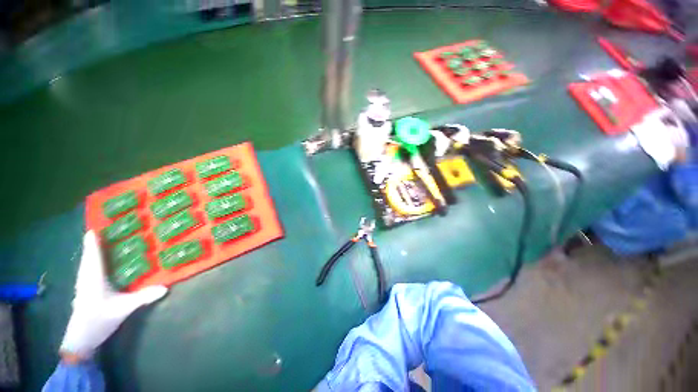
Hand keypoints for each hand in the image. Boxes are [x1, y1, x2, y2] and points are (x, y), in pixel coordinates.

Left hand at [60, 231, 167, 359]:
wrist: (81, 339)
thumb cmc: (99, 319)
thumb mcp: (123, 309)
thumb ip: (143, 297)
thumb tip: (166, 287)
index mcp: (94, 277)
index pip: (93, 255)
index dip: (94, 241)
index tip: (95, 227)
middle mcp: (86, 277)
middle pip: (88, 256)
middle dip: (93, 243)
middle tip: (102, 230)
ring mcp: (83, 284)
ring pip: (85, 263)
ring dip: (91, 252)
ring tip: (99, 242)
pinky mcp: (83, 290)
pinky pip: (86, 270)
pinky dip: (90, 261)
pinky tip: (96, 263)